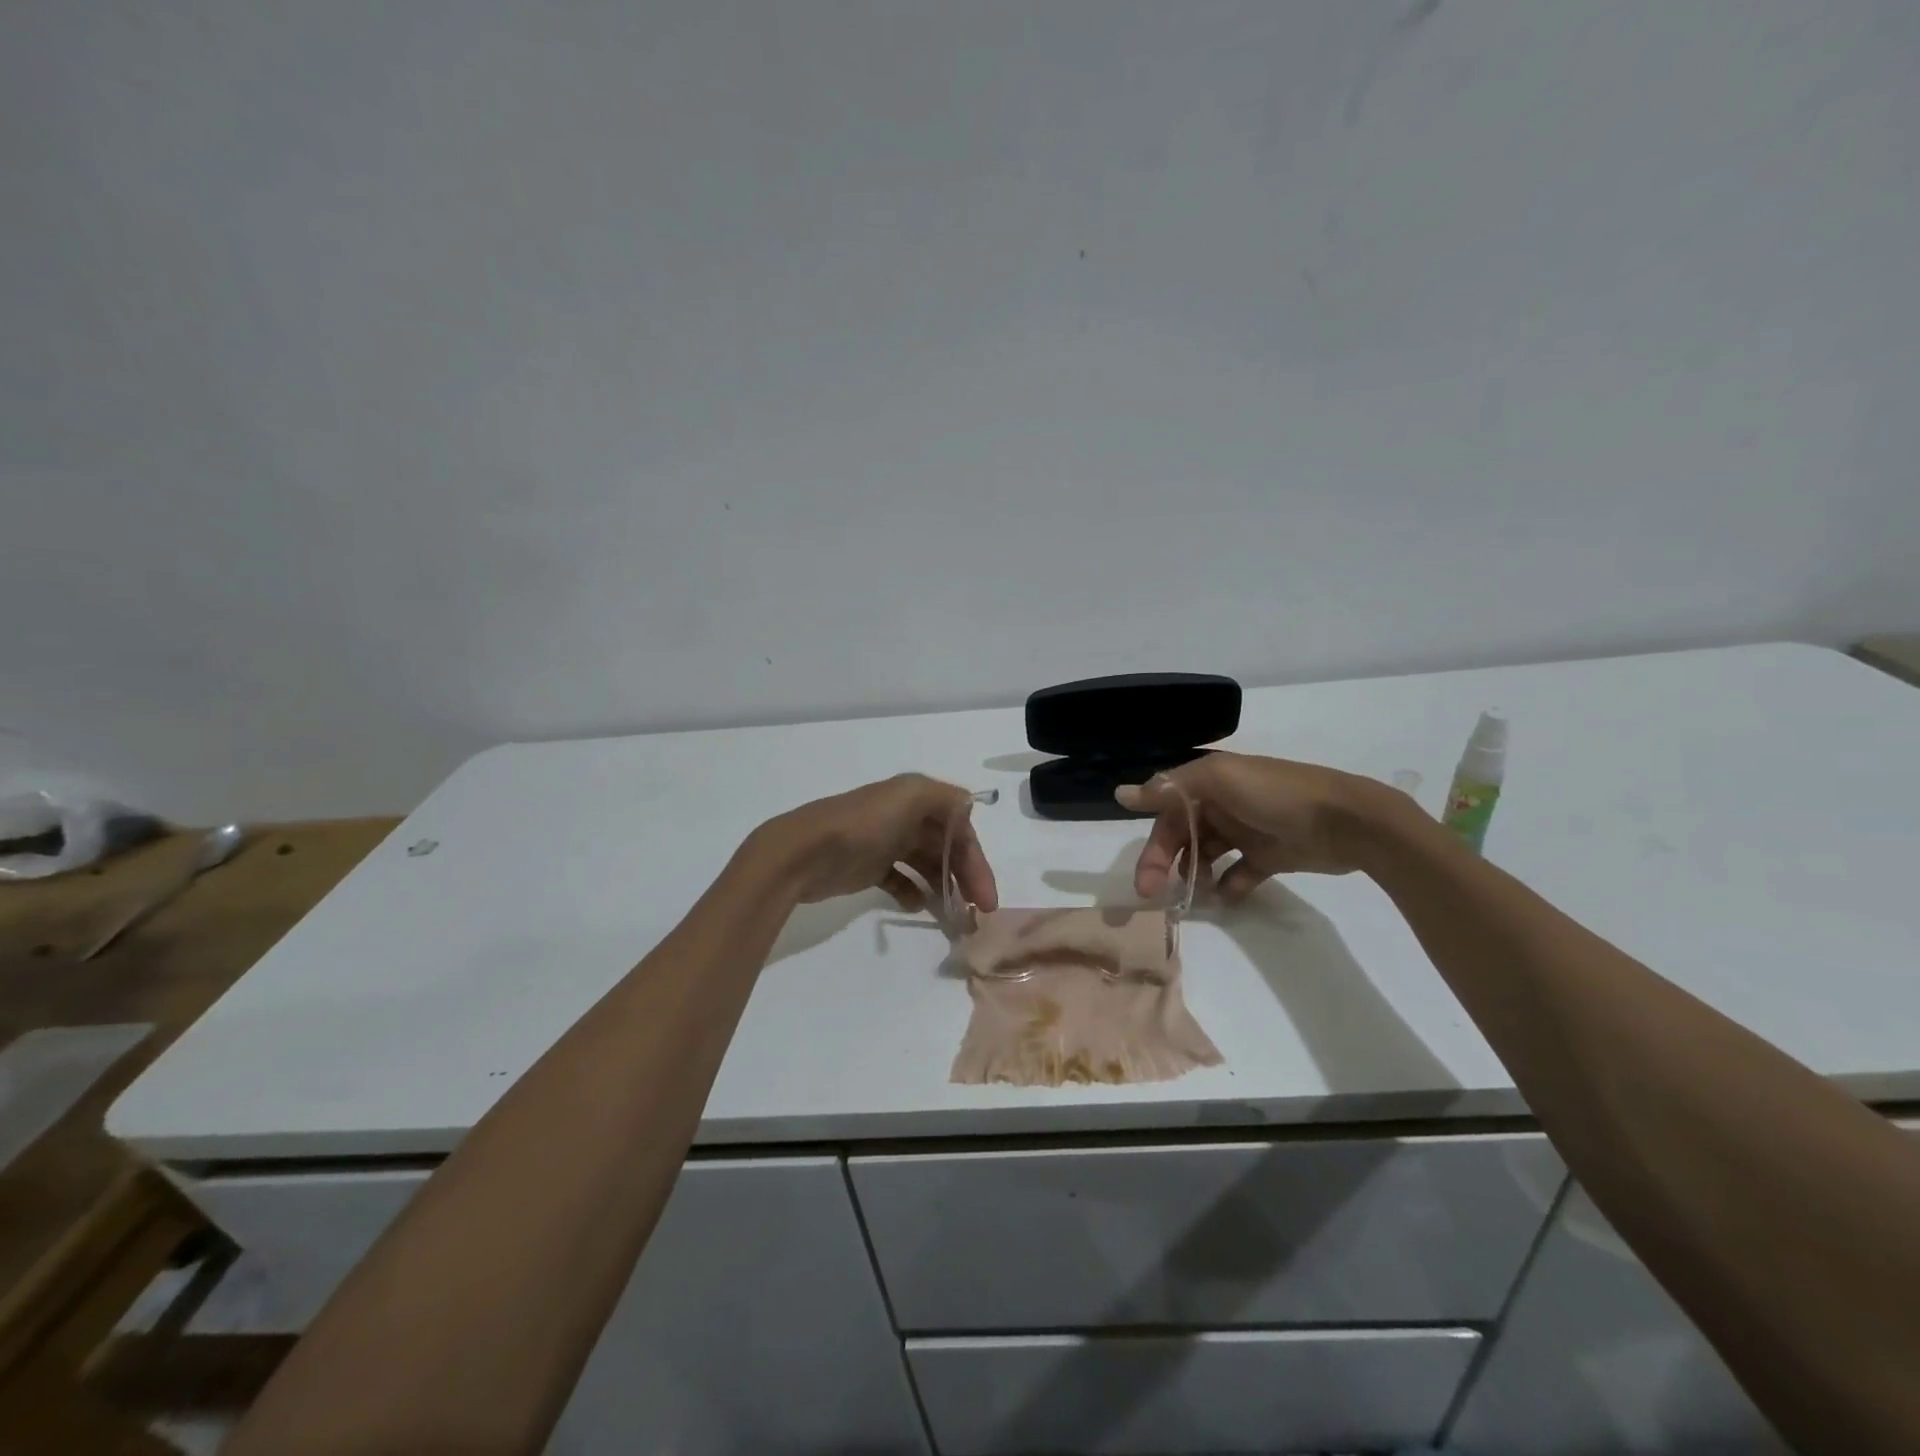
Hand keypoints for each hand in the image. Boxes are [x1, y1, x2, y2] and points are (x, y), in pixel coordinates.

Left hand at [750, 774, 998, 912]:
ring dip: (944, 886)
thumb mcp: (908, 796)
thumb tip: (969, 806)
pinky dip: (913, 892)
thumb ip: (945, 797)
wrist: (803, 852)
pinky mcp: (869, 868)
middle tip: (977, 911)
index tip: (985, 895)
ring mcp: (886, 843)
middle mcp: (904, 816)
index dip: (976, 858)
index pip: (960, 827)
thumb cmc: (861, 825)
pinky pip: (901, 880)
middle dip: (966, 876)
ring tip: (952, 915)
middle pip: (947, 847)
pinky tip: (918, 906)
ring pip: (927, 865)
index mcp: (916, 796)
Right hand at [1117, 751, 1402, 901]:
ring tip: (1197, 894)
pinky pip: (1239, 873)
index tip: (1144, 879)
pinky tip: (1228, 896)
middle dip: (1167, 864)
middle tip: (1157, 895)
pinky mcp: (1268, 856)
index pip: (1166, 814)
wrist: (1348, 821)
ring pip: (1206, 855)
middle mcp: (1222, 805)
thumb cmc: (1277, 796)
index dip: (1152, 845)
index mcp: (1208, 783)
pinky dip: (1230, 885)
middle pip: (1182, 836)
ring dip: (1196, 874)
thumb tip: (1121, 793)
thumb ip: (1172, 787)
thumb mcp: (1220, 780)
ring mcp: (1246, 830)